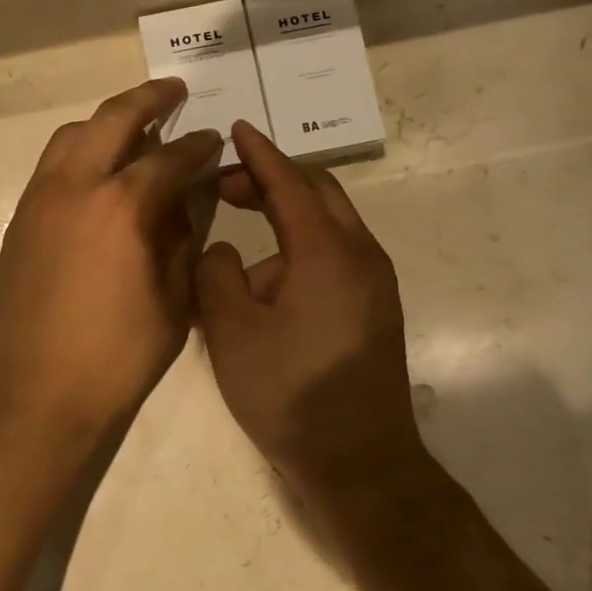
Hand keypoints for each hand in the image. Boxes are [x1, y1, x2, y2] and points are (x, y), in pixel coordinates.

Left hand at [0, 79, 221, 447]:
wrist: (41, 392)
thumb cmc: (120, 355)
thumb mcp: (175, 299)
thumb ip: (185, 238)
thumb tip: (187, 200)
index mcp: (123, 206)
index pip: (171, 157)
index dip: (198, 146)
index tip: (213, 139)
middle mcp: (76, 187)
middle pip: (113, 119)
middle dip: (149, 99)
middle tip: (175, 92)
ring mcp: (40, 200)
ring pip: (72, 135)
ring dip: (107, 123)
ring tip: (134, 129)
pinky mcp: (20, 221)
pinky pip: (52, 166)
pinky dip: (80, 153)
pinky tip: (98, 174)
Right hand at [196, 122, 426, 498]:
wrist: (358, 461)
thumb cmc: (289, 393)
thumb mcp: (232, 332)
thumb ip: (216, 275)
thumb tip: (223, 250)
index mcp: (327, 253)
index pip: (290, 183)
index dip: (259, 154)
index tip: (235, 129)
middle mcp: (361, 256)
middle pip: (319, 194)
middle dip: (273, 181)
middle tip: (228, 185)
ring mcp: (374, 284)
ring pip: (327, 229)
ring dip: (284, 222)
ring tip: (236, 254)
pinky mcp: (374, 309)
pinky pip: (334, 259)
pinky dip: (298, 252)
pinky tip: (265, 289)